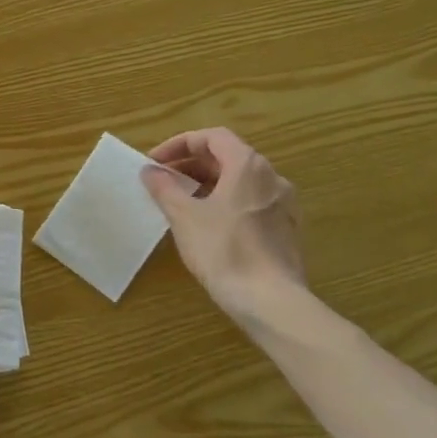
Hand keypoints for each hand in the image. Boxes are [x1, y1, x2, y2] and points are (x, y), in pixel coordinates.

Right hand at [141, 128, 305, 318]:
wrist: (269, 300)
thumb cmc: (223, 250)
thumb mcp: (184, 216)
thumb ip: (164, 187)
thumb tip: (150, 171)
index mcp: (248, 166)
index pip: (212, 137)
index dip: (179, 144)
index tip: (155, 163)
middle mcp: (272, 177)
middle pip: (227, 157)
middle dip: (191, 165)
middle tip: (163, 182)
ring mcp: (283, 204)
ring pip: (240, 182)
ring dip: (207, 185)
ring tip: (181, 203)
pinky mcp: (286, 230)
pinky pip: (251, 204)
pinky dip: (226, 203)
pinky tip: (208, 226)